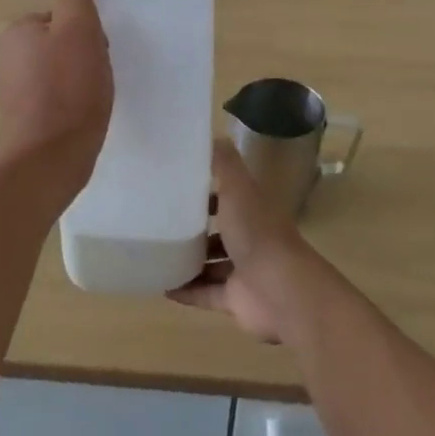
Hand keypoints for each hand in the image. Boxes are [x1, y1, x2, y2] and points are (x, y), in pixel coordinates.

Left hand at [0, 0, 111, 196]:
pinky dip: (72, 99)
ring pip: (61, 68)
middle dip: (84, 52)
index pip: (62, 14)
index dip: (87, 28)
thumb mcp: (79, 27)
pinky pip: (56, 95)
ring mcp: (13, 88)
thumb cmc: (68, 88)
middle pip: (61, 40)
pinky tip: (84, 113)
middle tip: (99, 72)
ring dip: (81, 76)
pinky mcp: (24, 116)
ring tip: (94, 95)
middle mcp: (6, 55)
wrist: (52, 155)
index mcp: (14, 29)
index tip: (99, 48)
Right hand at [169, 141, 319, 342]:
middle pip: (219, 230)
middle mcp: (249, 237)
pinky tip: (162, 285)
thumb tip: (210, 136)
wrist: (280, 290)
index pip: (228, 194)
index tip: (174, 184)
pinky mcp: (235, 300)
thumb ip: (224, 163)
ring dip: (188, 260)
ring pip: (212, 264)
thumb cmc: (256, 232)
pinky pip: (205, 293)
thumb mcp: (238, 187)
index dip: (205, 188)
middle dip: (194, 227)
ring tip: (155, 253)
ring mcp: (243, 271)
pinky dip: (186, 291)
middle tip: (158, 222)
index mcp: (252, 209)